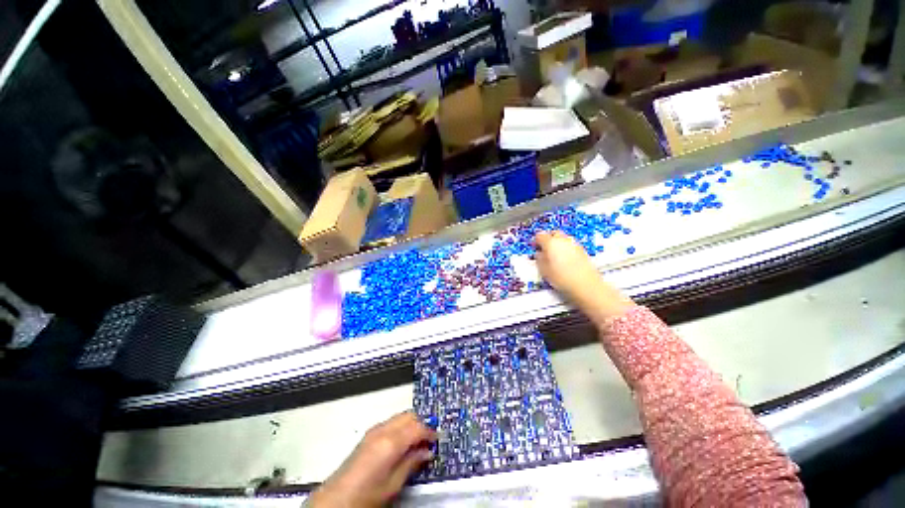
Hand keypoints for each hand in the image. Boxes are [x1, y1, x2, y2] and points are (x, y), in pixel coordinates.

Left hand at [307, 412, 436, 507]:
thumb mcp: (393, 485)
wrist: (335, 500)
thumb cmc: (367, 496)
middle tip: (429, 440)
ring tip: (417, 442)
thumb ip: (412, 463)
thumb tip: (427, 452)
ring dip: (411, 424)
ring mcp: (374, 430)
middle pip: (409, 416)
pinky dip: (401, 427)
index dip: (430, 432)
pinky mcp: (368, 435)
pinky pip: (391, 422)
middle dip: (421, 424)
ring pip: (400, 417)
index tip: (438, 440)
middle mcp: (383, 430)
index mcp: (391, 442)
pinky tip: (403, 442)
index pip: (417, 428)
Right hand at [534, 231, 633, 325]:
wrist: (586, 286)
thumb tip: (538, 254)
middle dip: (548, 239)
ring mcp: (574, 244)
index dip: (535, 242)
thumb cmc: (562, 278)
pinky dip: (566, 249)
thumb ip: (539, 259)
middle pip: (553, 233)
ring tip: (554, 257)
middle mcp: (563, 240)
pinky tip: (564, 261)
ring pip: (563, 239)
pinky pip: (570, 245)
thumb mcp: (544, 270)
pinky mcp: (583, 250)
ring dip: (558, 244)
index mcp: (551, 243)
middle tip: (544, 250)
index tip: (534, 248)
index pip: (539, 235)